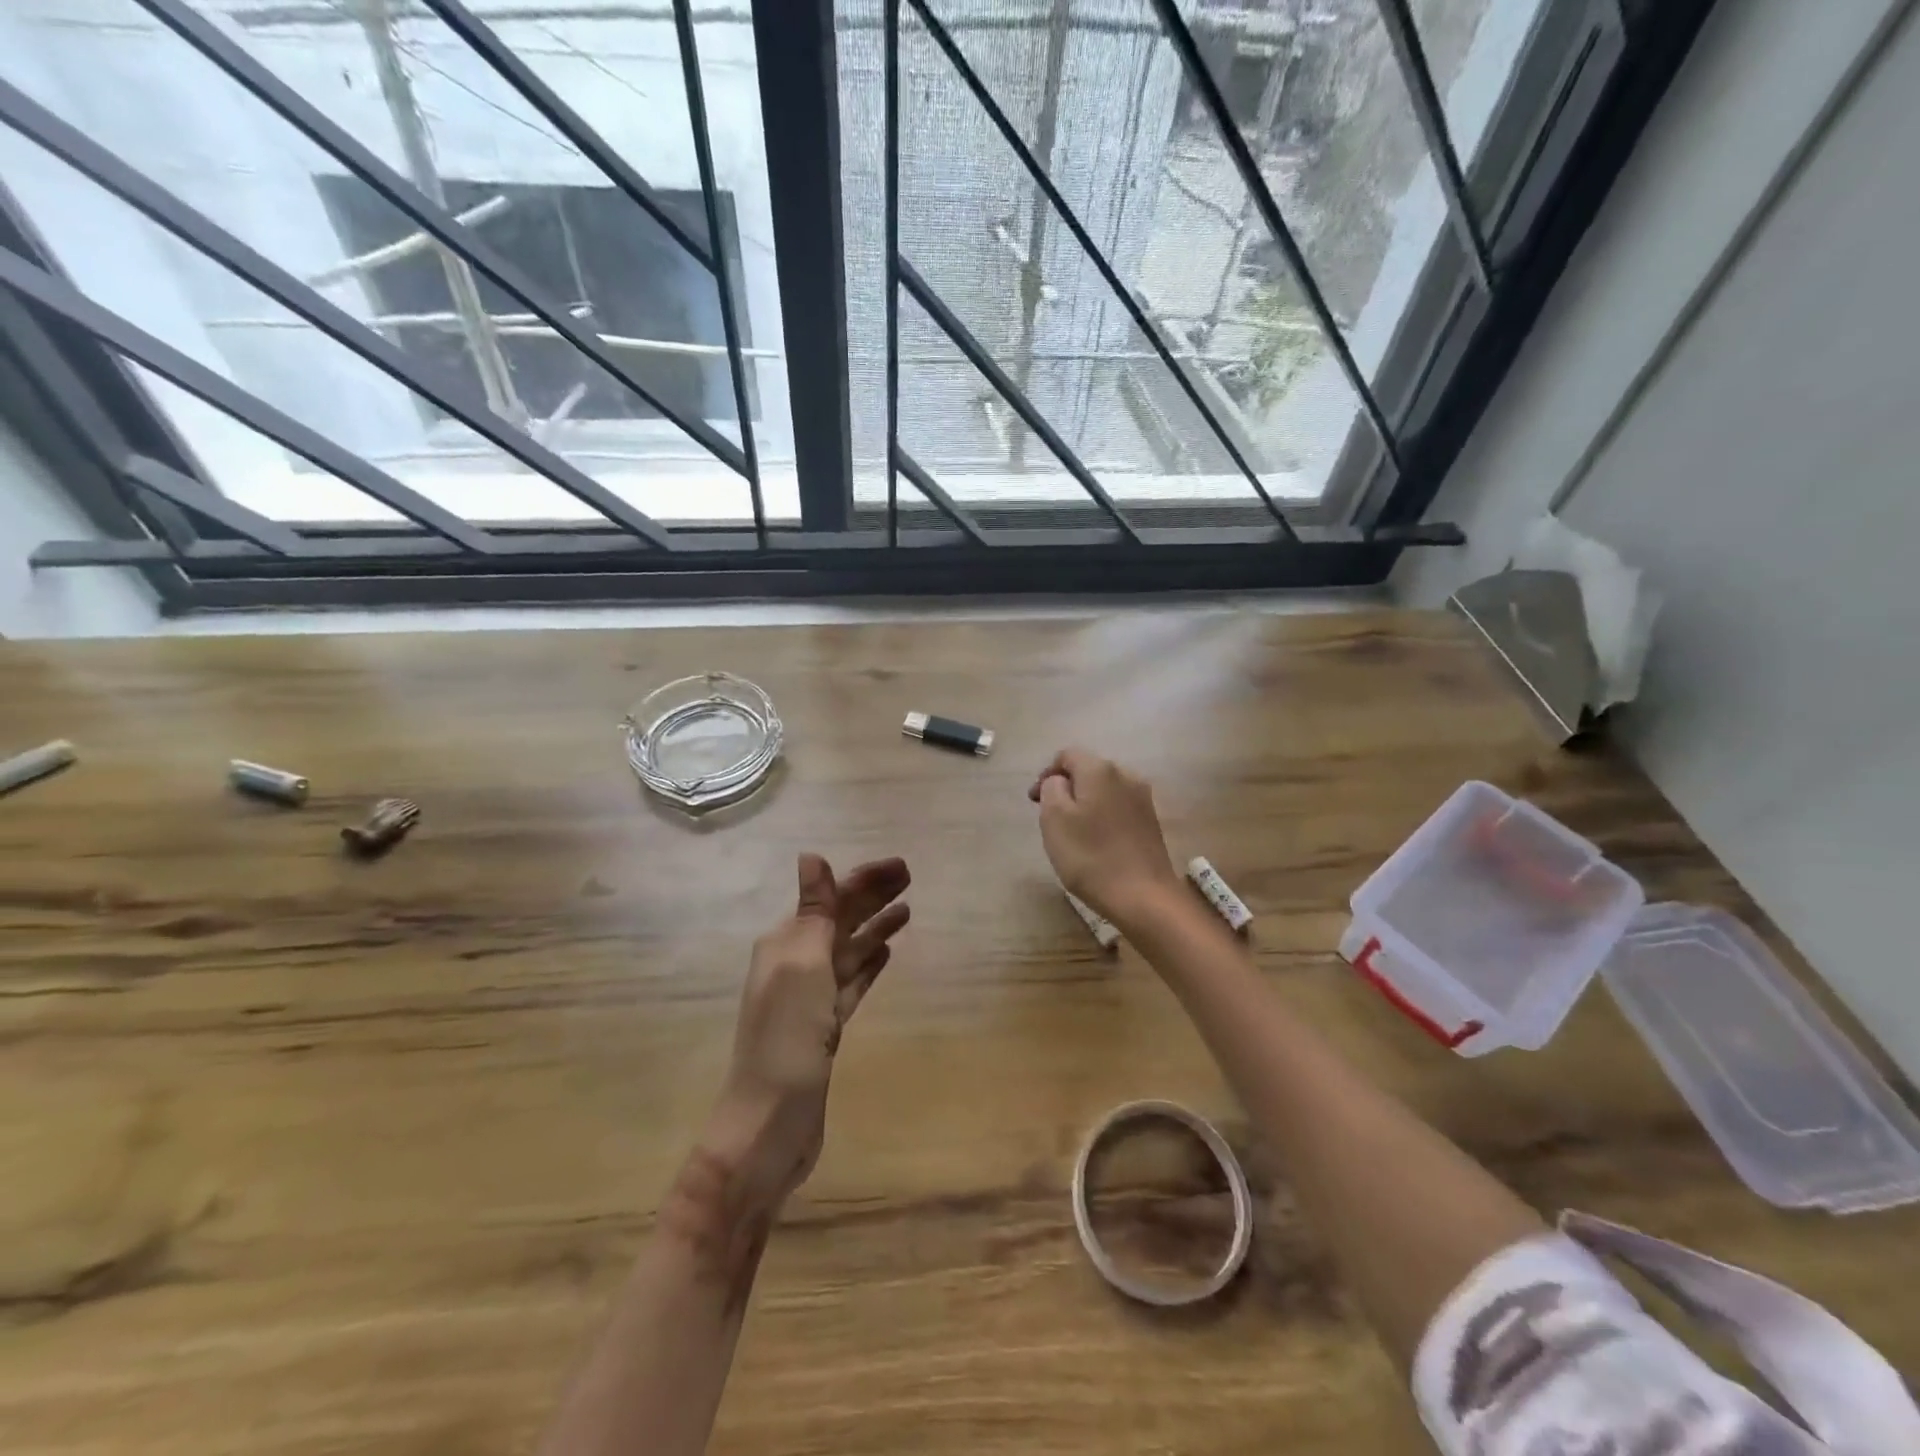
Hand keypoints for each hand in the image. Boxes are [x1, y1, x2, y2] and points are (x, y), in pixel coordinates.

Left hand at [701, 853, 910, 1214]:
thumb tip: (810, 856)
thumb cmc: (787, 1039)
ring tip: (907, 911)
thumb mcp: (802, 966)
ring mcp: (810, 998)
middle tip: (911, 879)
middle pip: (841, 921)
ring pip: (848, 950)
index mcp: (785, 944)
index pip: (831, 899)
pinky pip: (850, 983)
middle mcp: (795, 964)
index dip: (865, 880)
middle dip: (872, 898)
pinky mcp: (824, 1028)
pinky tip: (886, 953)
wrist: (769, 1126)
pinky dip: (868, 965)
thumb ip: (813, 912)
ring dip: (874, 928)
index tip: (903, 867)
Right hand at [1028, 749, 1179, 923]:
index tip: (1034, 802)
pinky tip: (1097, 842)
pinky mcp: (1151, 821)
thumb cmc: (1090, 856)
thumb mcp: (1054, 818)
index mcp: (1100, 769)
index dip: (1046, 774)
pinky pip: (1118, 808)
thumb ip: (1052, 788)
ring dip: (1085, 803)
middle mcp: (1126, 775)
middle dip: (1066, 788)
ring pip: (1104, 790)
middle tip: (1050, 818)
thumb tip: (1060, 781)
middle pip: (1087, 771)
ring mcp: (1143, 798)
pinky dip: (1102, 817)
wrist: (1143, 897)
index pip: (1066, 755)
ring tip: (1073, 832)